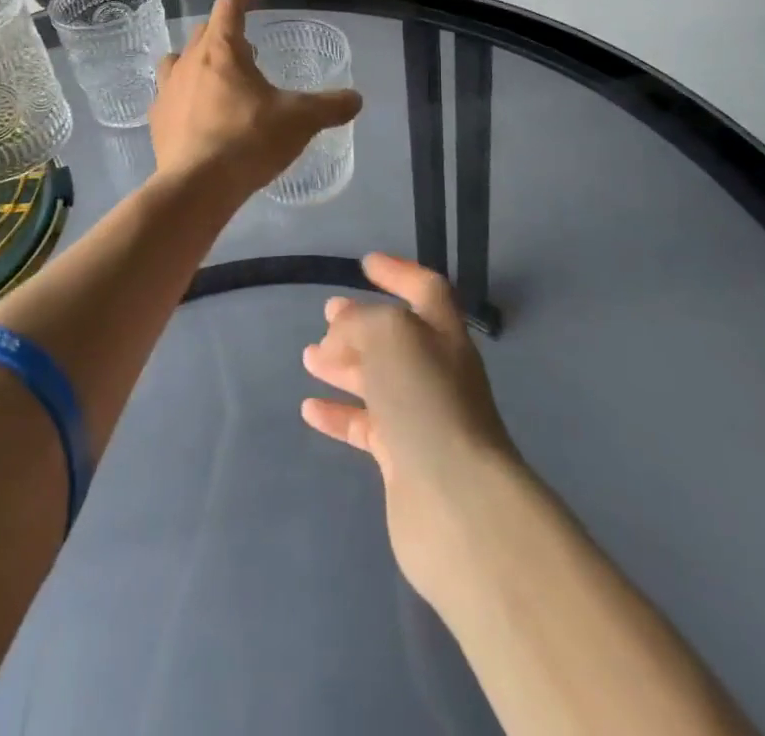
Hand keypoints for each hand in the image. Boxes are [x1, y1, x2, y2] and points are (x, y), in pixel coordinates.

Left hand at [148, 0, 361, 201]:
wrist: (197, 186)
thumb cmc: (249, 140)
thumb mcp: (300, 121)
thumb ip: (330, 106)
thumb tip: (355, 99)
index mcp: (221, 50)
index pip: (229, 7)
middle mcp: (189, 61)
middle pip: (204, 33)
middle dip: (226, 35)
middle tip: (249, 53)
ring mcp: (167, 90)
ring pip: (179, 60)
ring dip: (198, 61)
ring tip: (218, 80)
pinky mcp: (157, 119)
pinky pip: (169, 94)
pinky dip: (184, 95)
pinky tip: (198, 114)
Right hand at [301, 253, 519, 607]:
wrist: (456, 501)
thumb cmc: (426, 399)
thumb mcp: (389, 334)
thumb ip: (359, 322)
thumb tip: (338, 337)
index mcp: (442, 333)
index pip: (425, 289)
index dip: (399, 272)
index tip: (366, 263)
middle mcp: (436, 370)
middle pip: (397, 336)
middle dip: (361, 322)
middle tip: (326, 314)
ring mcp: (421, 417)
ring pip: (378, 380)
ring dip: (344, 365)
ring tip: (308, 358)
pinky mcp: (404, 460)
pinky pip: (366, 426)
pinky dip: (339, 414)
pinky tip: (310, 409)